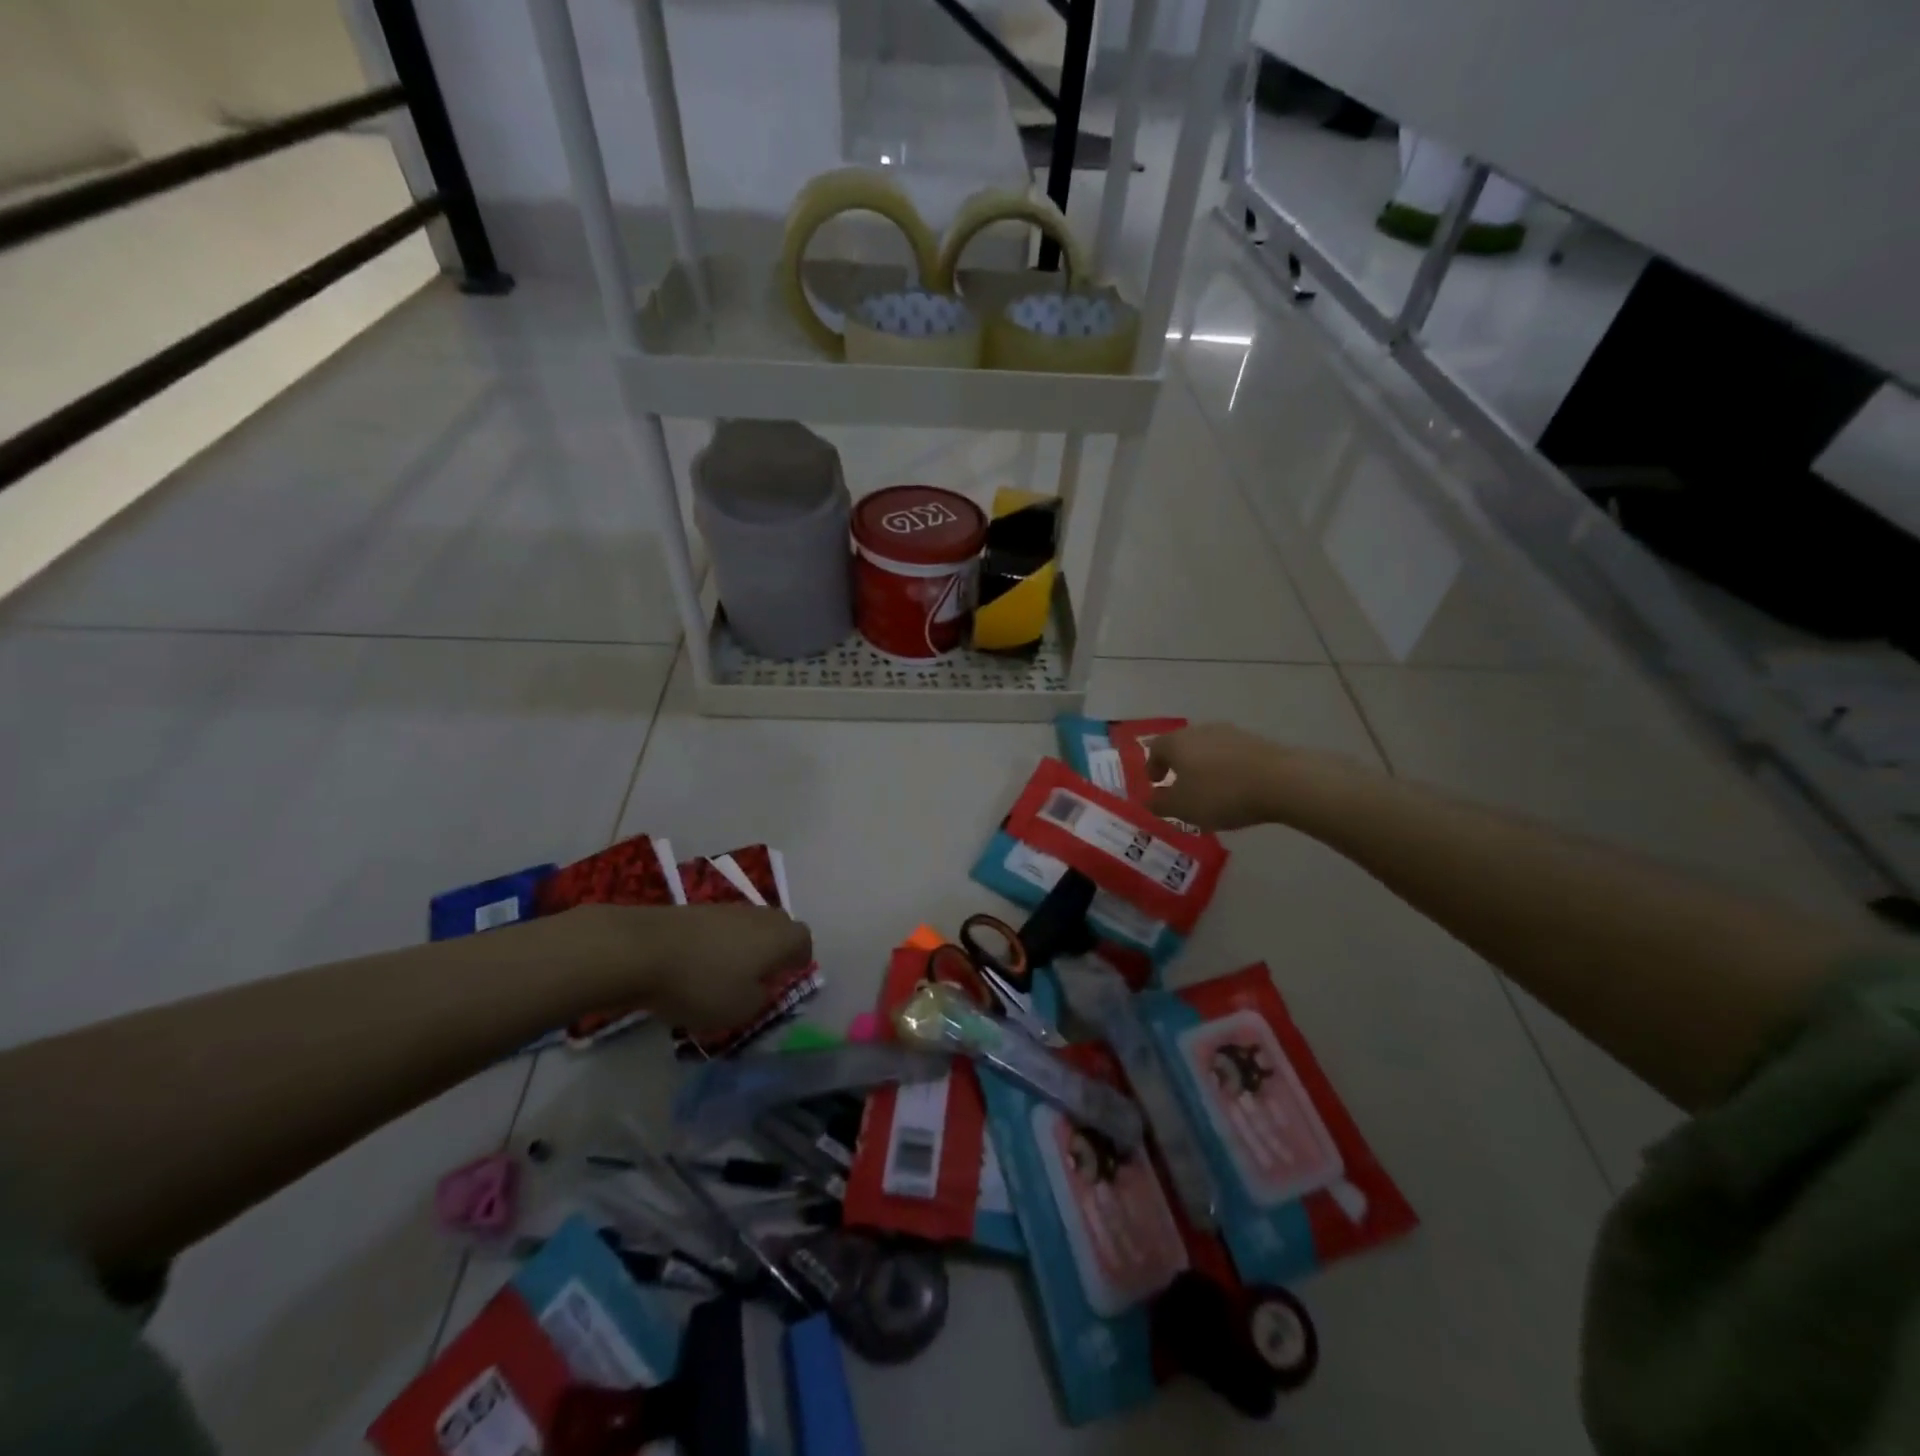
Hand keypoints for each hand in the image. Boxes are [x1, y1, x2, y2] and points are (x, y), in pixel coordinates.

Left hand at [568, 903, 813, 1031]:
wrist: (642, 949)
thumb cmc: (702, 984)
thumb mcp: (741, 1010)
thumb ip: (760, 999)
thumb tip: (760, 987)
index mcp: (780, 937)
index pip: (804, 941)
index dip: (799, 961)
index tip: (787, 979)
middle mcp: (760, 915)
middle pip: (778, 928)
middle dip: (774, 950)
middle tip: (760, 976)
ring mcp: (727, 908)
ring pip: (748, 926)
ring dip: (744, 947)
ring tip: (726, 974)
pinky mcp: (696, 910)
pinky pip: (720, 928)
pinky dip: (717, 944)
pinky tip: (698, 966)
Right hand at [1145, 723, 1291, 832]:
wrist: (1280, 781)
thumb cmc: (1220, 794)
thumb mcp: (1182, 808)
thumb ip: (1160, 804)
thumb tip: (1150, 799)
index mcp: (1176, 743)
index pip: (1155, 749)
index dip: (1152, 767)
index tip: (1155, 783)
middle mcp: (1199, 730)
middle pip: (1181, 745)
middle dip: (1177, 764)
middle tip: (1179, 785)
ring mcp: (1230, 732)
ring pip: (1206, 748)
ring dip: (1202, 765)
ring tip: (1208, 788)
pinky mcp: (1255, 740)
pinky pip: (1230, 754)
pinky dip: (1225, 767)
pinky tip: (1233, 786)